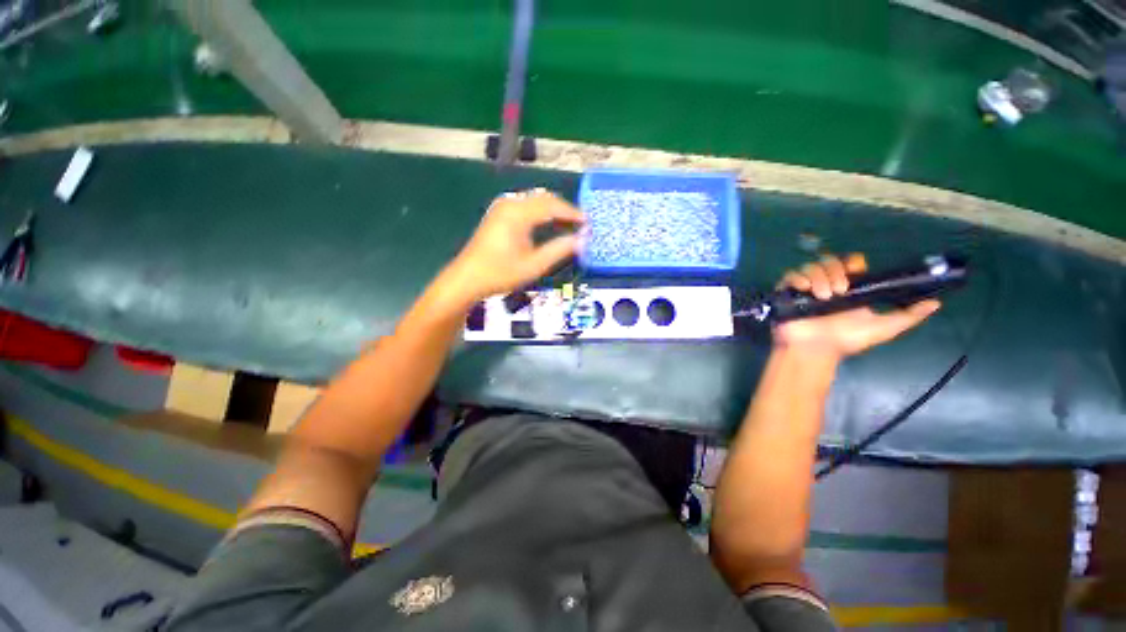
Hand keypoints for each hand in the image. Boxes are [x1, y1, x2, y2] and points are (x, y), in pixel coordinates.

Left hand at [441, 189, 585, 303]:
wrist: (467, 278)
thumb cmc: (500, 274)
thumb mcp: (534, 265)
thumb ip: (559, 250)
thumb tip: (581, 240)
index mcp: (518, 214)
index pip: (552, 205)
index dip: (572, 213)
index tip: (588, 223)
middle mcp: (510, 204)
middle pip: (544, 198)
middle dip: (564, 209)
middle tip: (580, 225)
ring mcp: (502, 207)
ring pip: (535, 200)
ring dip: (552, 210)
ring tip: (568, 225)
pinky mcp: (498, 214)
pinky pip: (525, 206)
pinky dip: (540, 212)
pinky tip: (547, 224)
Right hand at [773, 253, 940, 358]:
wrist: (815, 351)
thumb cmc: (846, 341)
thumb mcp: (883, 329)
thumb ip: (908, 316)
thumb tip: (937, 303)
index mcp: (849, 288)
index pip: (850, 263)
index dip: (851, 264)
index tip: (853, 276)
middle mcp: (827, 283)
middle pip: (829, 261)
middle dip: (834, 272)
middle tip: (838, 291)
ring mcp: (806, 288)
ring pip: (810, 267)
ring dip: (818, 278)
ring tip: (822, 296)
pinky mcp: (788, 292)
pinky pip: (791, 275)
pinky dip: (798, 279)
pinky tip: (804, 290)